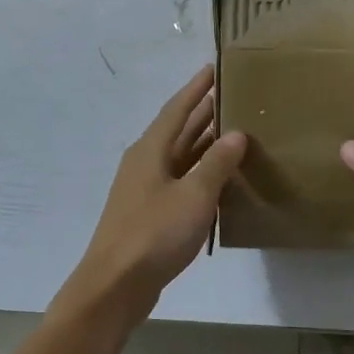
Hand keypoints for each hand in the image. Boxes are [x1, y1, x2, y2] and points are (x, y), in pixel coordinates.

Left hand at [61, 66, 247, 320]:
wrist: (116, 285)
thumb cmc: (154, 233)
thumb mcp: (194, 195)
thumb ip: (217, 163)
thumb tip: (237, 134)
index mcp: (150, 150)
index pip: (176, 109)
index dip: (196, 89)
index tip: (214, 68)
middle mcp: (145, 163)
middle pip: (178, 131)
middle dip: (203, 113)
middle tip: (233, 97)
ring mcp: (145, 190)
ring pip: (180, 158)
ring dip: (204, 145)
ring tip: (235, 132)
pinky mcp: (150, 215)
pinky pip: (180, 182)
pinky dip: (201, 175)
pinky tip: (220, 181)